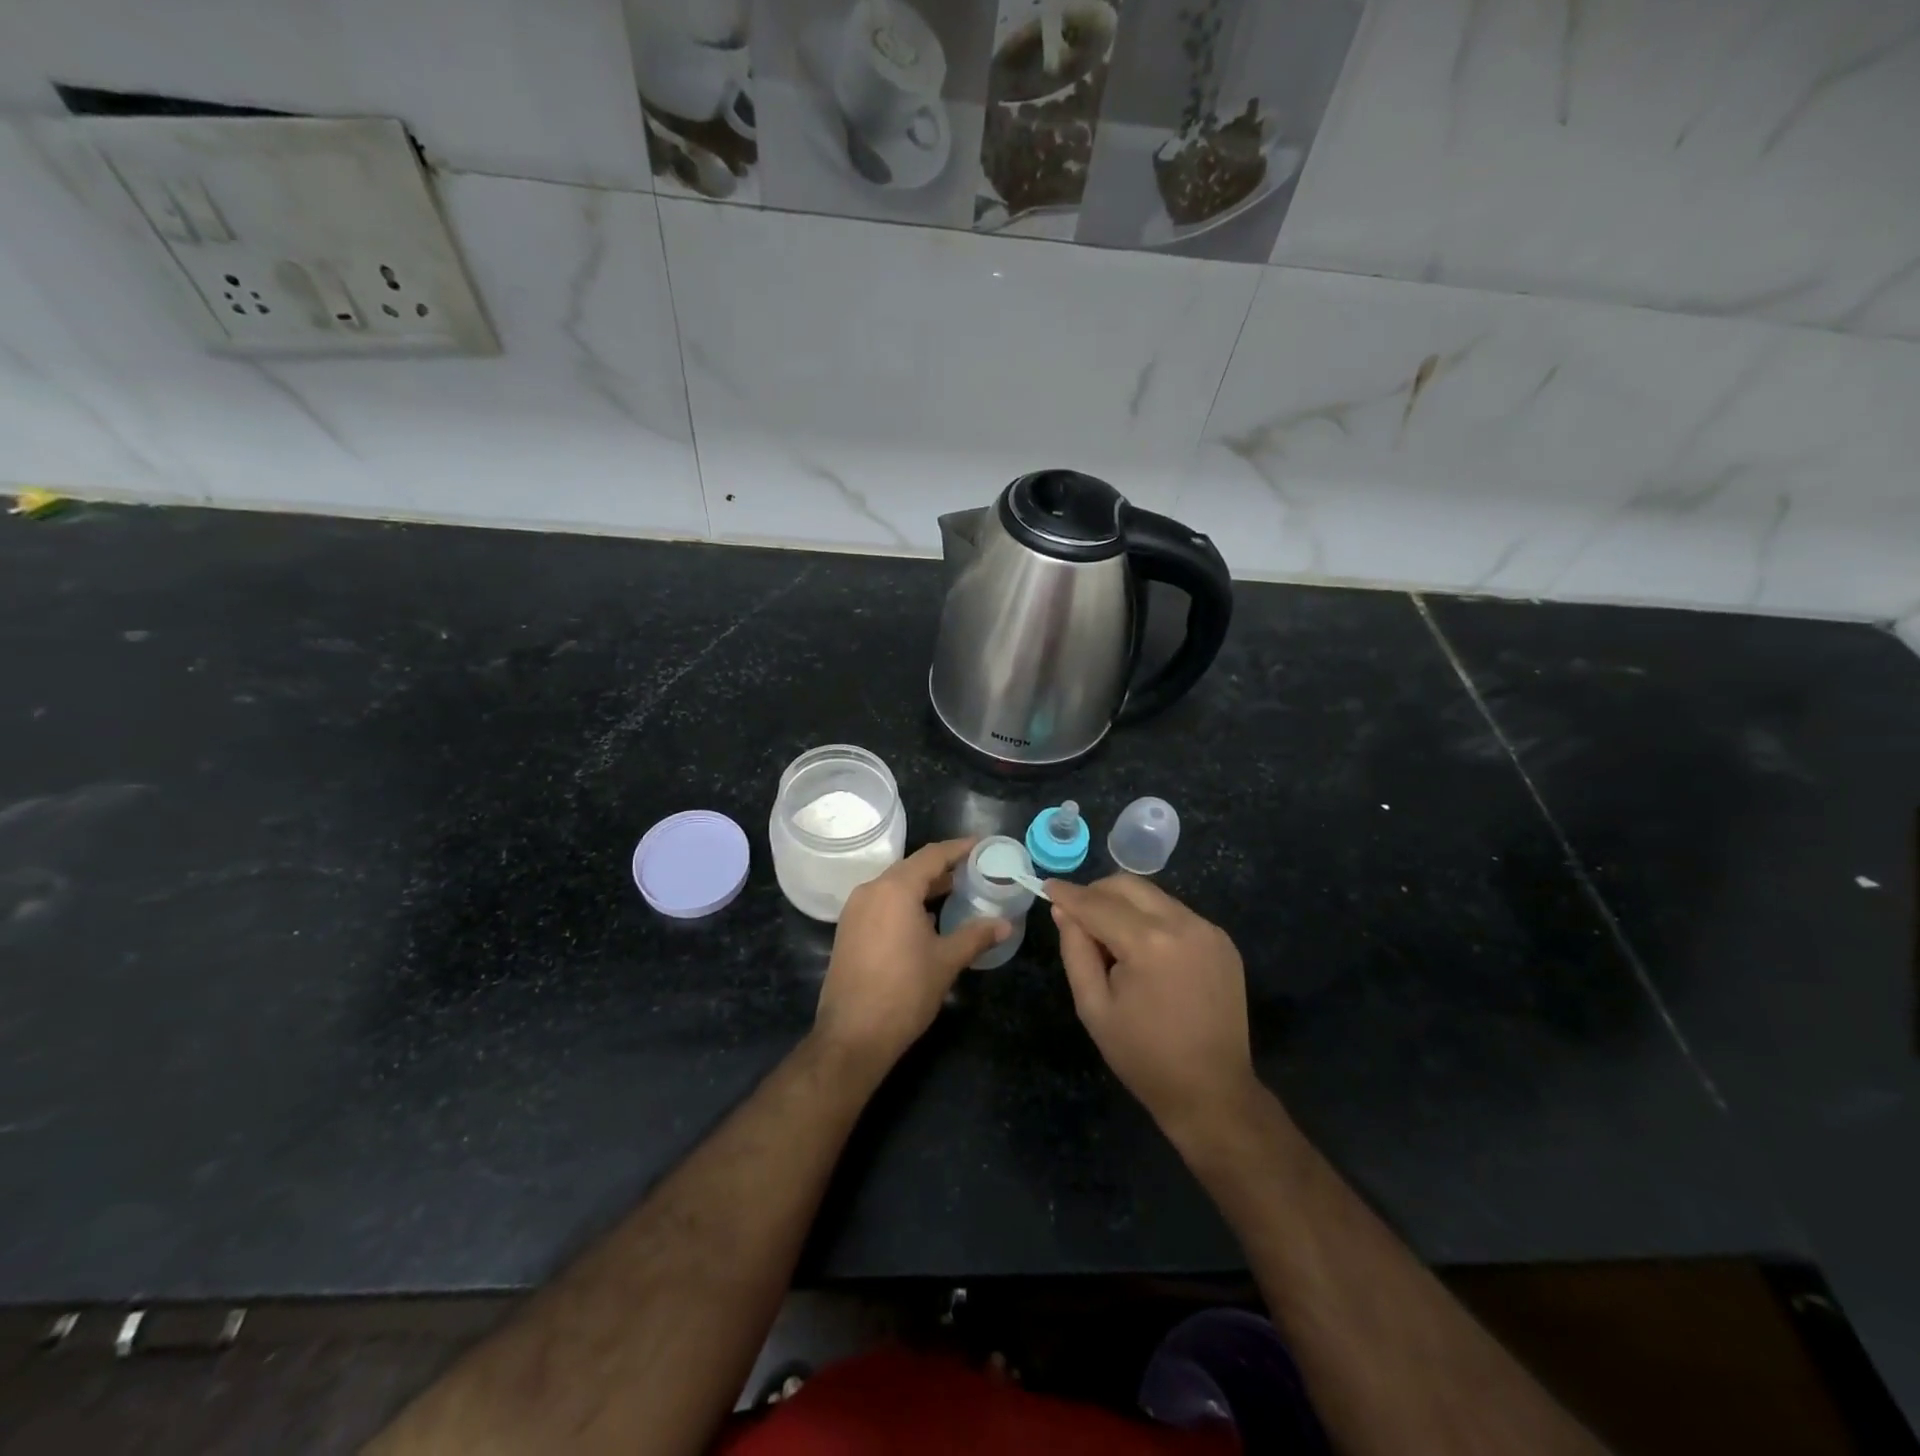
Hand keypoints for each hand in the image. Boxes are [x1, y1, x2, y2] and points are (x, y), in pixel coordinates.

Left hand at [813, 838, 1008, 1073]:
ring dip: (923, 886)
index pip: (932, 856)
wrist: (853, 1035)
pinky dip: (905, 902)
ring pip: (894, 886)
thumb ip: (976, 936)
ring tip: (955, 892)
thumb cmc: (904, 992)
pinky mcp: (848, 930)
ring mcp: (855, 910)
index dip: (959, 848)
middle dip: (943, 867)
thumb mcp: (946, 961)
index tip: (981, 845)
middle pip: (912, 868)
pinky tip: (926, 919)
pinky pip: (882, 903)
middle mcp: (871, 890)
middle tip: (973, 870)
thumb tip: (1005, 924)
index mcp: (895, 889)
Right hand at [1048, 875, 1259, 1142]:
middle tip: (1077, 916)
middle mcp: (1183, 924)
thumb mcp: (1093, 1007)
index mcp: (1149, 943)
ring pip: (1153, 896)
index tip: (1047, 886)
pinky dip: (1152, 920)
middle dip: (1097, 893)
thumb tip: (1063, 911)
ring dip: (1125, 906)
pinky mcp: (1222, 941)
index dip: (1068, 894)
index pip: (1098, 903)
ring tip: (1112, 941)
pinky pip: (1176, 914)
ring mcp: (1208, 930)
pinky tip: (1145, 953)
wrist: (1212, 1092)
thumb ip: (1075, 950)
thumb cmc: (1144, 1056)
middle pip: (1128, 886)